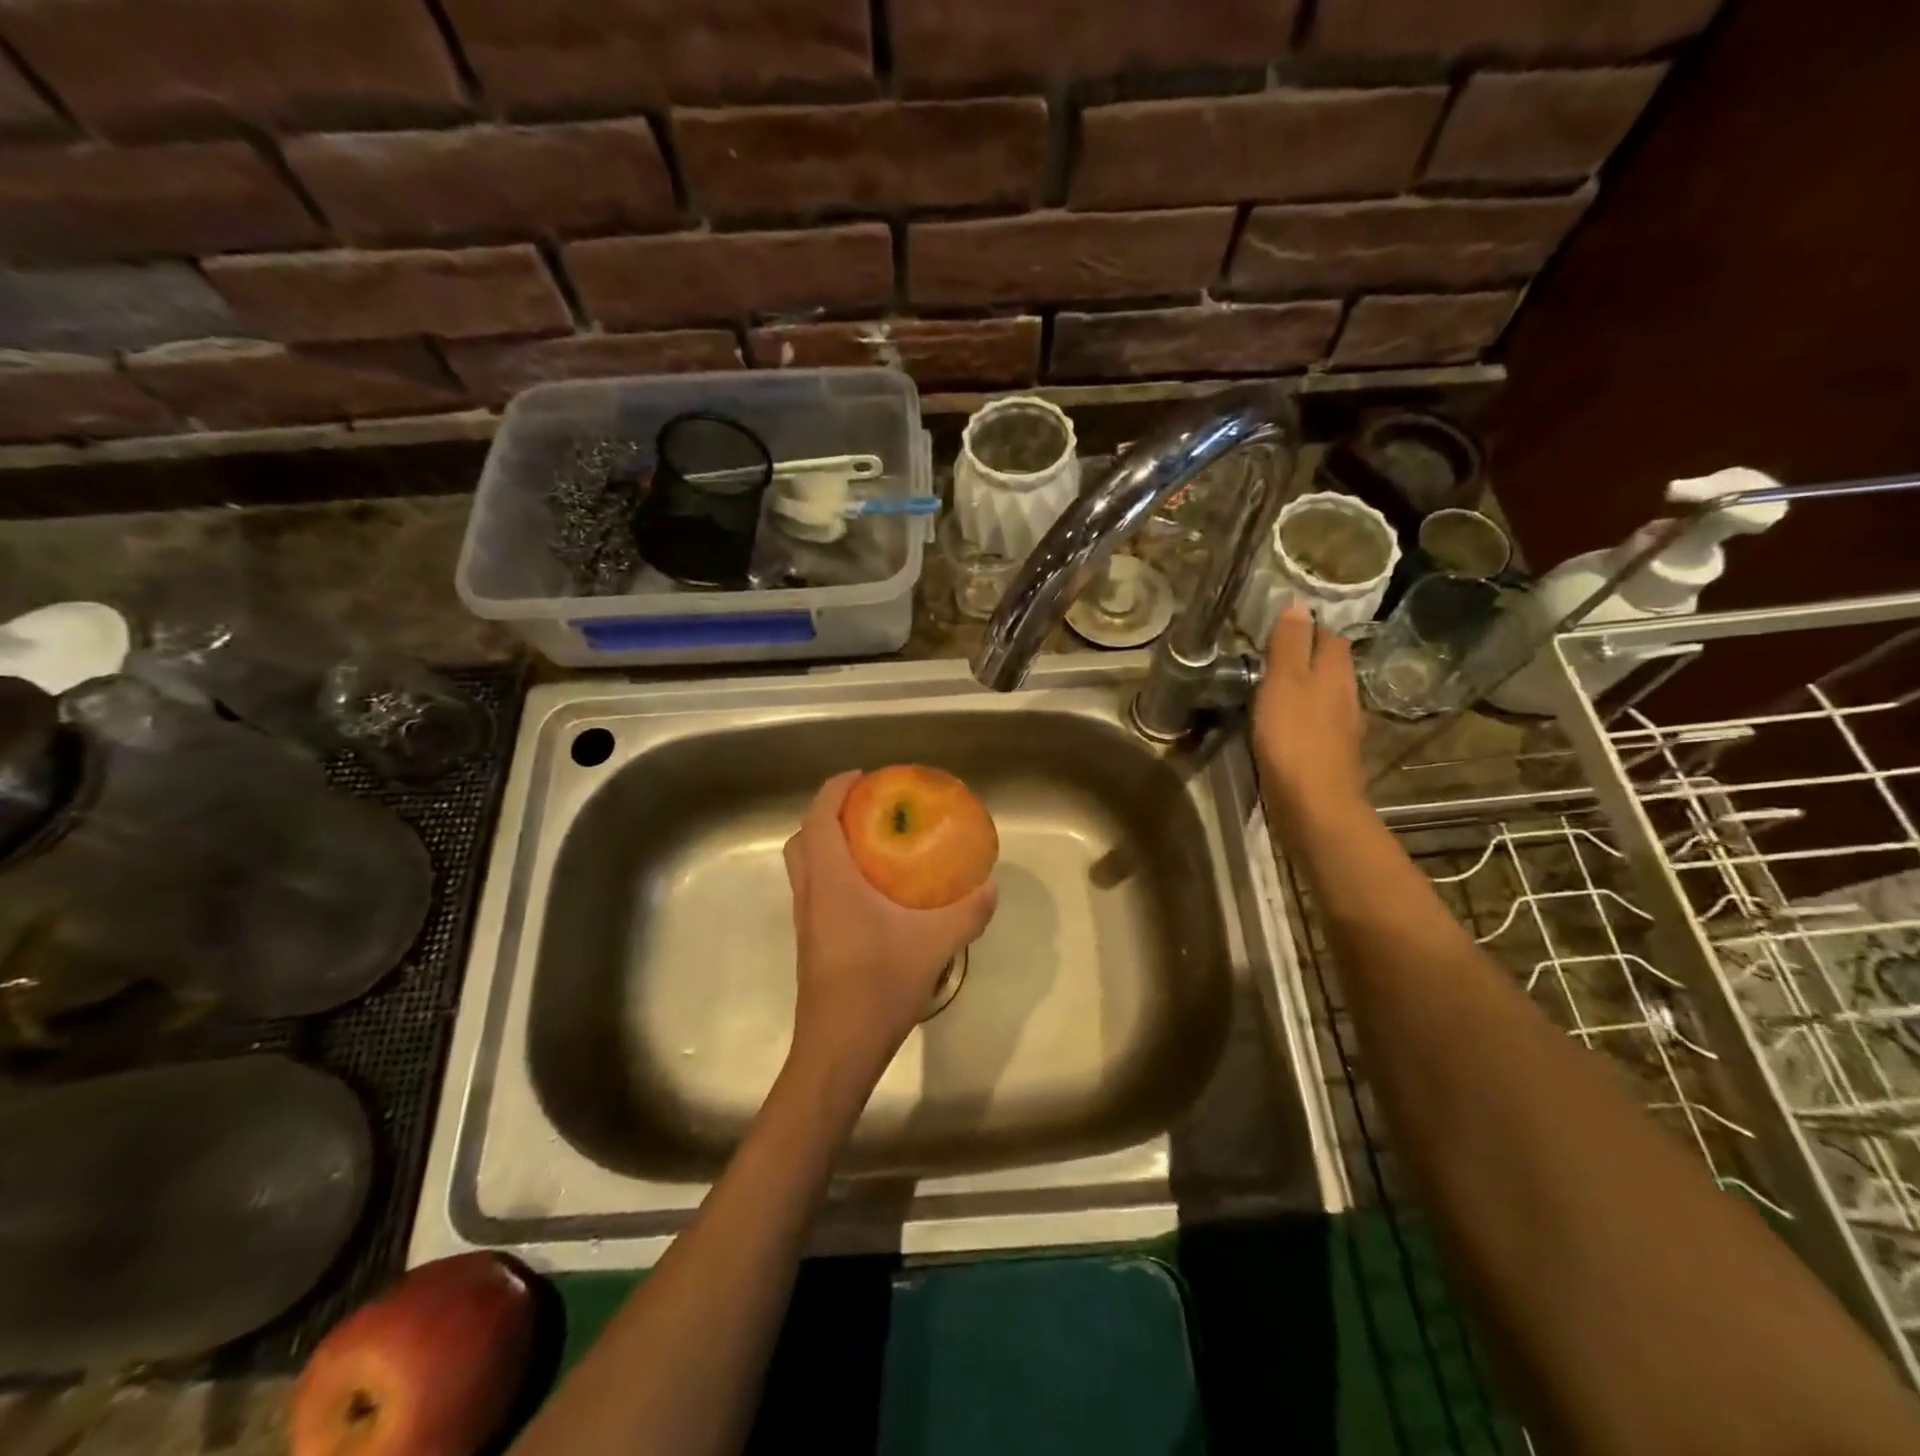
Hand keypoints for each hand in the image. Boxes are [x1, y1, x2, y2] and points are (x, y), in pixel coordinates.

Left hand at [782, 772, 998, 1094]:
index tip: (862, 777)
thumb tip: (990, 886)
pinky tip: (870, 892)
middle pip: (803, 838)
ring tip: (869, 843)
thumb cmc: (879, 985)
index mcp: (831, 882)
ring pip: (805, 866)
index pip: (820, 819)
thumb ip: (967, 913)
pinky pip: (815, 890)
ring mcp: (806, 920)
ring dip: (827, 844)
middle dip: (827, 813)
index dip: (835, 789)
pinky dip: (832, 873)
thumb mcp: (935, 944)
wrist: (839, 1047)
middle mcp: (810, 894)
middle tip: (865, 809)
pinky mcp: (811, 942)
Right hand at [1252, 606, 1368, 841]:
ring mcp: (1340, 729)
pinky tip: (1281, 725)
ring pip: (1324, 695)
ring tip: (1271, 687)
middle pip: (1330, 666)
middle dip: (1307, 656)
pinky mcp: (1328, 755)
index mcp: (1336, 674)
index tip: (1279, 627)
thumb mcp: (1284, 683)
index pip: (1329, 637)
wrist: (1314, 805)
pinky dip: (1301, 716)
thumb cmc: (1295, 738)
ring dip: (1303, 688)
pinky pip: (1316, 724)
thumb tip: (1298, 606)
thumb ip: (1290, 645)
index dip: (1308, 628)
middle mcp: (1345, 696)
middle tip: (1270, 655)